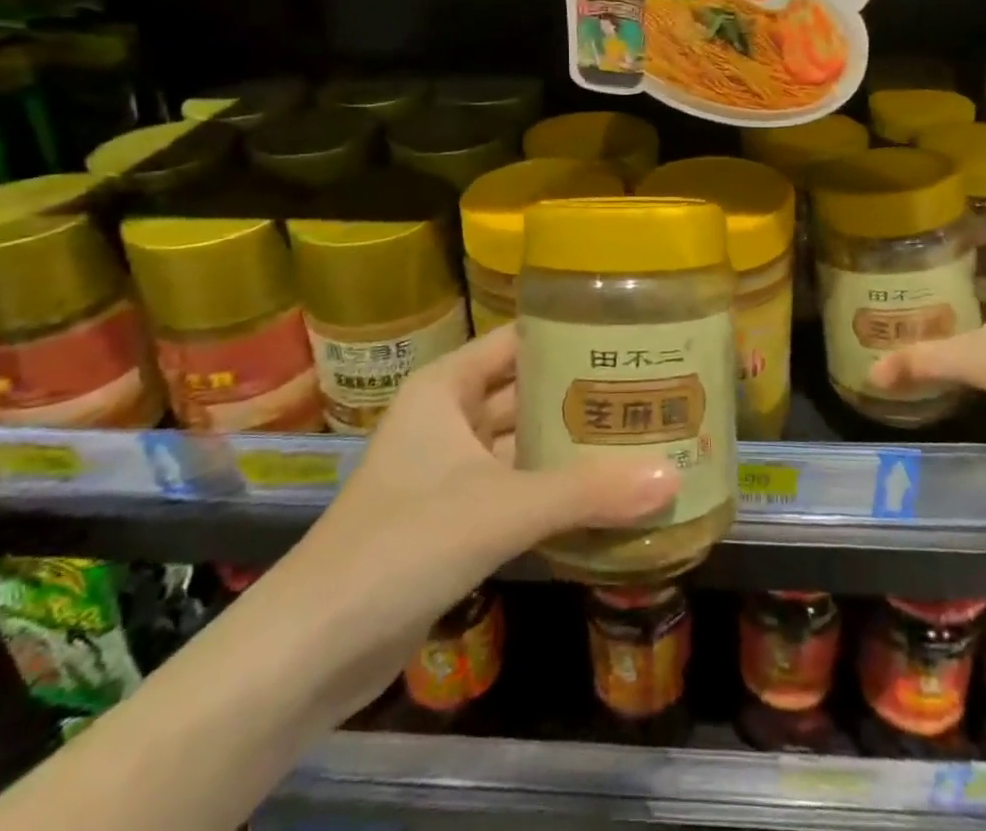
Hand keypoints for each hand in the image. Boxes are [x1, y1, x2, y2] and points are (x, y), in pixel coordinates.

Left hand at [281, 328, 678, 700]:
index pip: (520, 340)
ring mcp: (450, 471)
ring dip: (573, 449)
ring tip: (643, 440)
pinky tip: (607, 498)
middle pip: (527, 393)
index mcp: (447, 386)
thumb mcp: (500, 509)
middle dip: (584, 397)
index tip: (633, 339)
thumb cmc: (401, 545)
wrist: (312, 650)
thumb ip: (586, 492)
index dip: (572, 335)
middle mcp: (449, 417)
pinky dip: (555, 493)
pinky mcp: (455, 520)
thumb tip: (673, 477)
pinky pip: (517, 490)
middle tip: (653, 393)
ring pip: (524, 446)